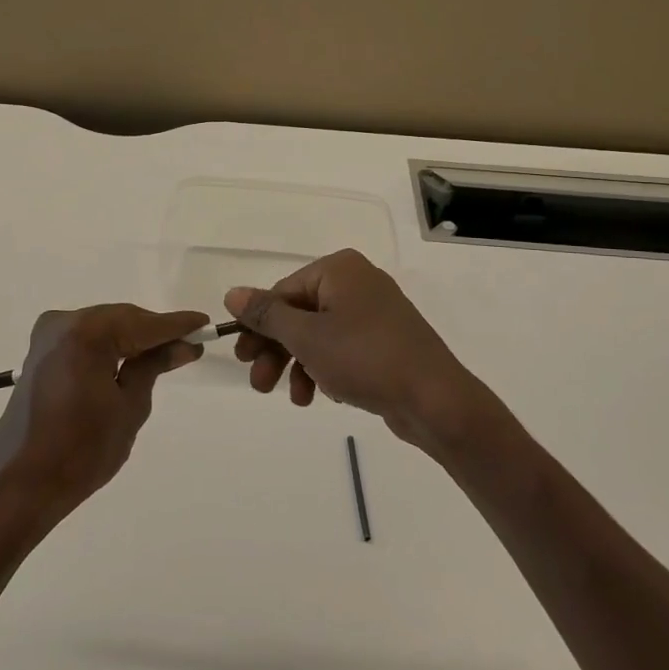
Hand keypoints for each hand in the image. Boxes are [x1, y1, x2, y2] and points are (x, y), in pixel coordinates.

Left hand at [0, 304, 208, 546]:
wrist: (20, 485)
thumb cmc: (81, 451)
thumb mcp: (129, 407)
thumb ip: (153, 366)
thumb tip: (182, 345)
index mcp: (86, 333)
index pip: (143, 323)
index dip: (177, 325)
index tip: (205, 324)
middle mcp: (63, 323)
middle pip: (122, 319)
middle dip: (154, 333)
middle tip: (188, 347)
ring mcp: (47, 337)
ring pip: (104, 328)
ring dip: (132, 340)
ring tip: (165, 356)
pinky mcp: (40, 354)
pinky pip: (85, 340)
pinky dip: (109, 348)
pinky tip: (130, 361)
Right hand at [225, 250, 508, 457]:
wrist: (435, 400)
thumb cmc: (365, 358)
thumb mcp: (306, 336)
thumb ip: (267, 314)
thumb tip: (232, 293)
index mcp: (339, 269)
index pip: (283, 292)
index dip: (258, 326)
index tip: (241, 358)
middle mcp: (357, 283)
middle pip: (299, 314)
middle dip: (277, 351)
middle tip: (258, 383)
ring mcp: (374, 313)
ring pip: (319, 335)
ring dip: (298, 366)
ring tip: (293, 398)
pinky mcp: (385, 342)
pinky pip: (342, 349)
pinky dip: (325, 370)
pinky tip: (321, 396)